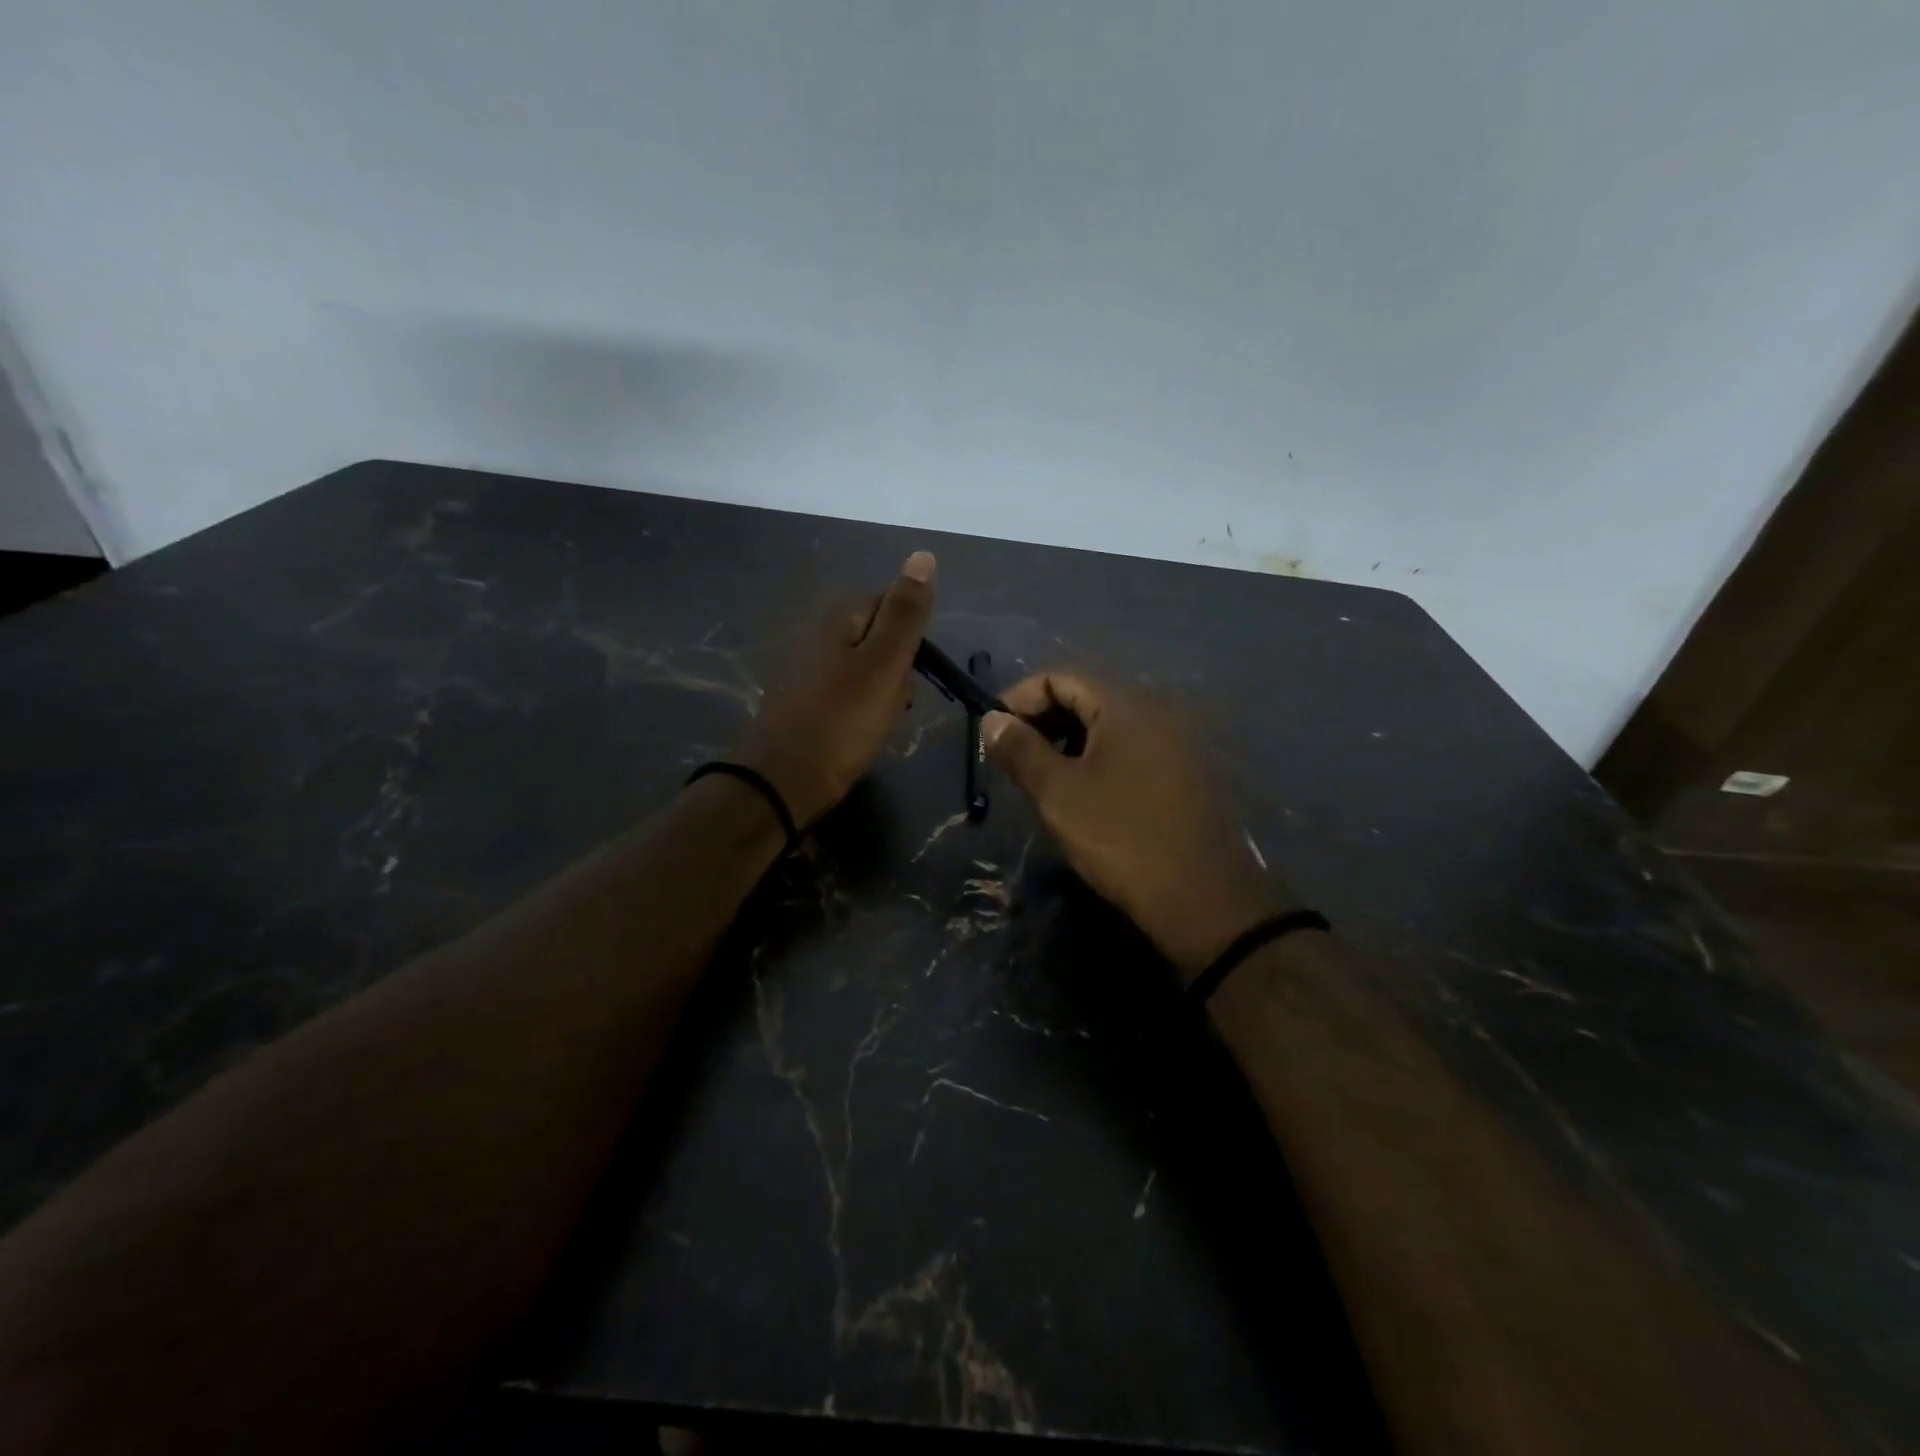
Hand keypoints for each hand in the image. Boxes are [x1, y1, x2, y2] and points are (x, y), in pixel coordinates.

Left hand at [736, 551, 936, 825]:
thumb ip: (905, 613)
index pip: (892, 607)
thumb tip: (923, 555)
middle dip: (898, 670)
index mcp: (838, 620)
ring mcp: (808, 671)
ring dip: (884, 695)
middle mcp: (819, 636)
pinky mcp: (805, 703)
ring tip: (880, 723)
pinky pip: (849, 697)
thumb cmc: (843, 720)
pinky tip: (861, 735)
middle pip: (880, 641)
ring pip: (868, 672)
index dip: (911, 639)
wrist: (786, 781)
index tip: (915, 671)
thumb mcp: (884, 663)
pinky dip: (862, 713)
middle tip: (896, 702)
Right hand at [984, 673, 1290, 979]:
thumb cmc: (1121, 838)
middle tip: (1014, 758)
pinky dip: (1100, 757)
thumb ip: (1020, 749)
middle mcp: (1158, 710)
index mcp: (1126, 705)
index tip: (993, 734)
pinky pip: (1133, 747)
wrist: (1202, 898)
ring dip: (1069, 740)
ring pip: (1109, 724)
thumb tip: (992, 718)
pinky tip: (1085, 792)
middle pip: (1087, 696)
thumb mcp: (1058, 794)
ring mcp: (1177, 741)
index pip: (1060, 677)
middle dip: (1043, 720)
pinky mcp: (1188, 771)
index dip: (1019, 699)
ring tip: (1044, 778)